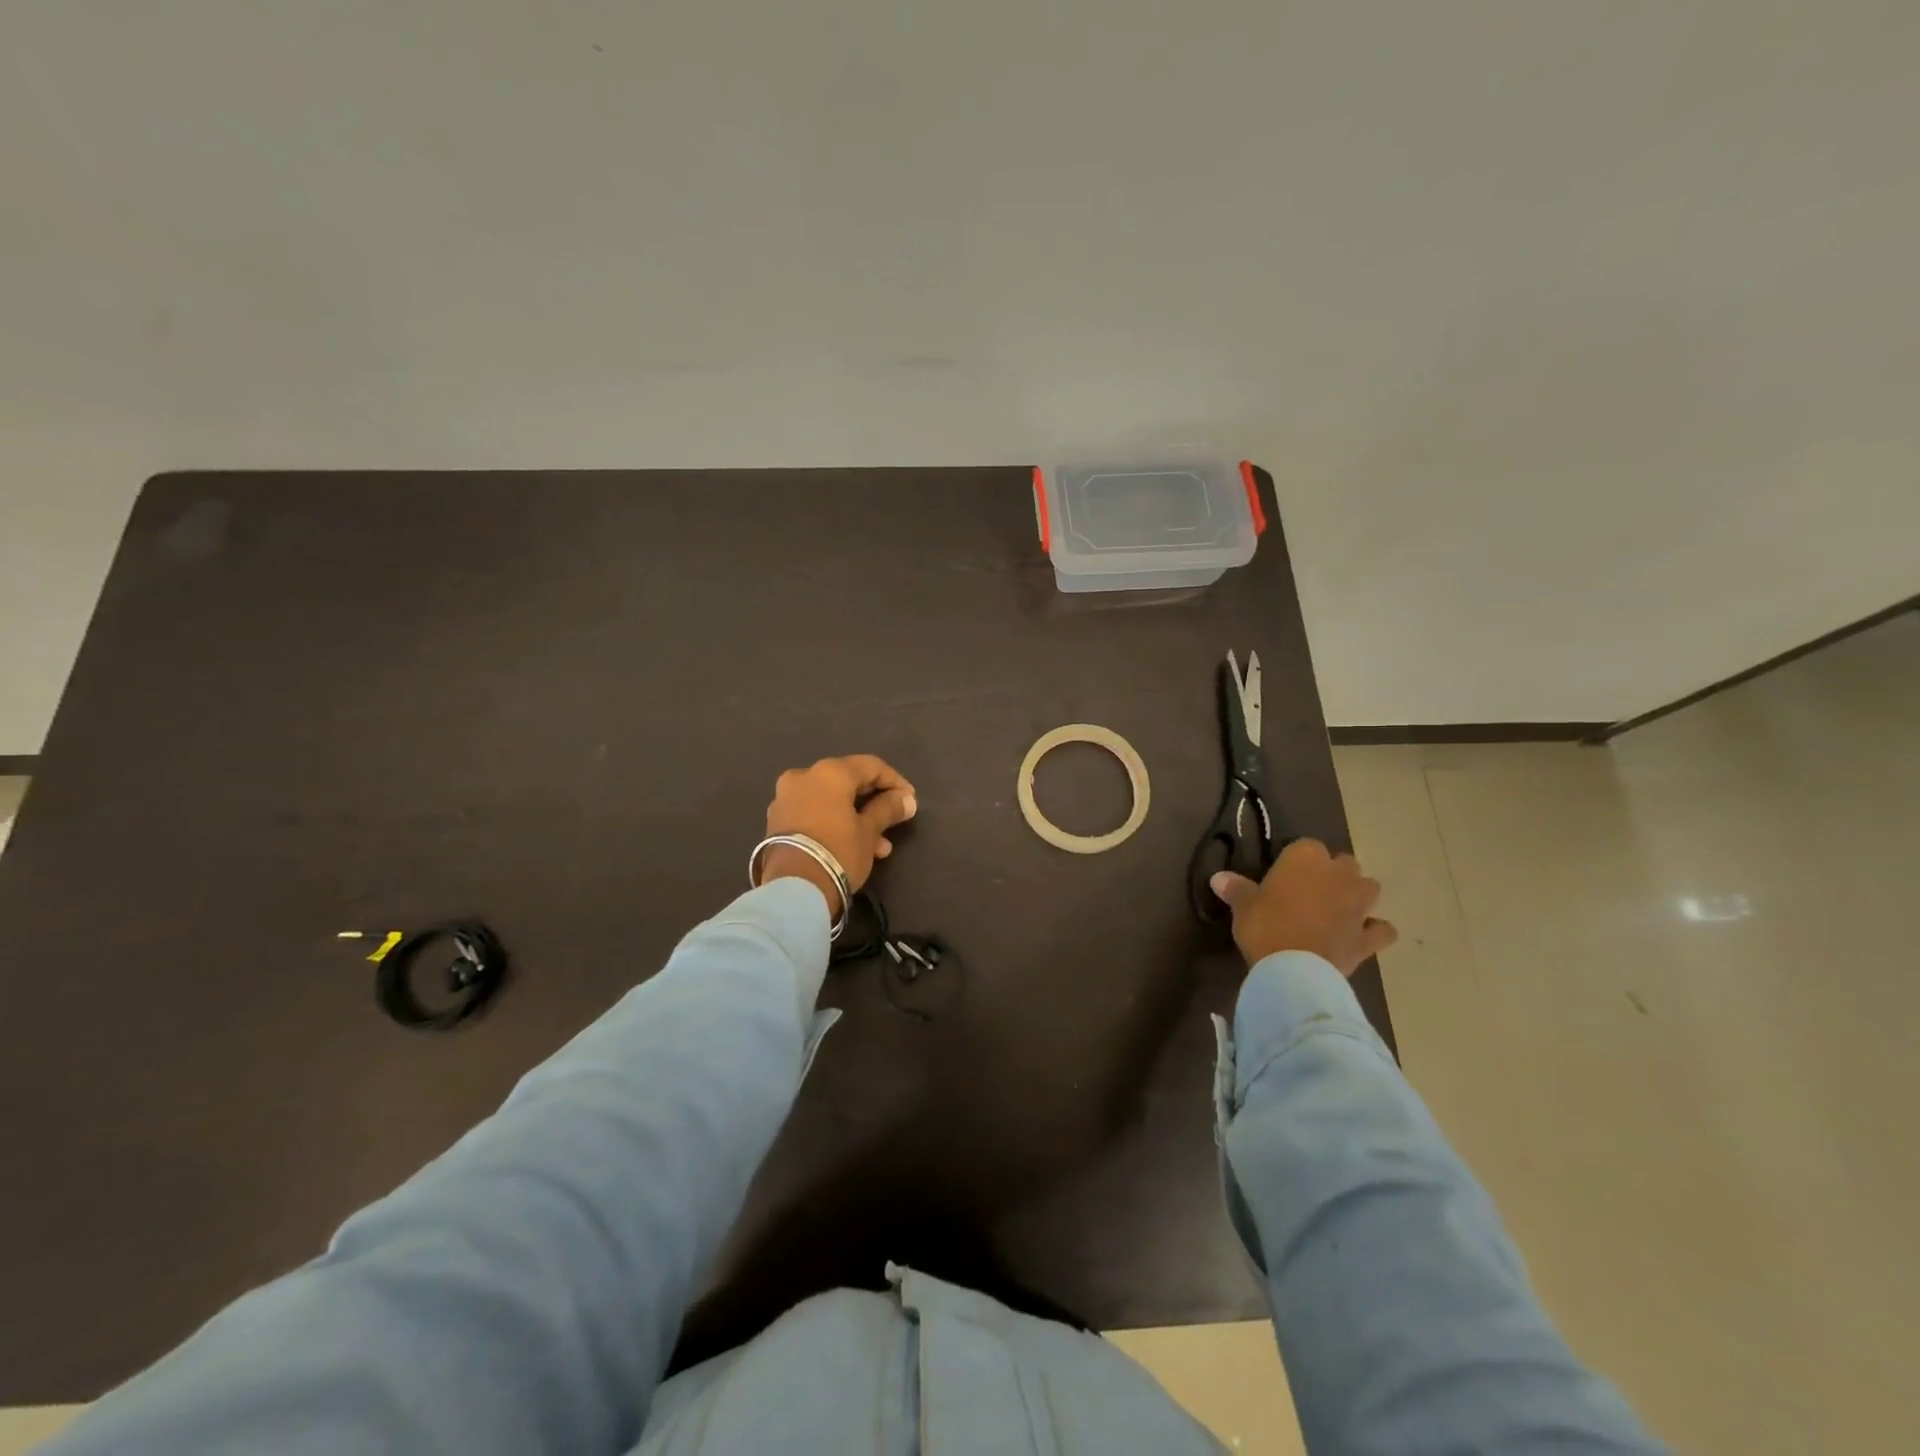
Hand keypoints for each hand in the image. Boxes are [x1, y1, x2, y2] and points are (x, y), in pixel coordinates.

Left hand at [761, 755, 917, 912]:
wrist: (793, 889)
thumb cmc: (838, 852)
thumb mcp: (869, 832)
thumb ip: (888, 809)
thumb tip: (906, 799)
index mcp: (829, 772)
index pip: (870, 766)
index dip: (894, 781)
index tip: (909, 800)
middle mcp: (803, 777)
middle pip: (847, 781)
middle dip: (873, 801)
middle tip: (894, 819)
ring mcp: (785, 799)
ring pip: (830, 800)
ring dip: (856, 817)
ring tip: (880, 845)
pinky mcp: (776, 822)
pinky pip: (814, 813)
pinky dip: (834, 823)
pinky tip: (854, 847)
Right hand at [1210, 838, 1397, 975]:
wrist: (1294, 969)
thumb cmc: (1265, 926)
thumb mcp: (1242, 905)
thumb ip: (1235, 888)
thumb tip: (1217, 878)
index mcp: (1306, 858)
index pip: (1306, 846)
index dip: (1296, 860)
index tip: (1283, 874)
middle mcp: (1339, 875)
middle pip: (1345, 862)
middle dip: (1333, 872)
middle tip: (1311, 890)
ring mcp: (1359, 905)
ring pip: (1369, 887)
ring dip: (1358, 894)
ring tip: (1340, 907)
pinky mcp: (1368, 936)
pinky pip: (1382, 929)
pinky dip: (1376, 930)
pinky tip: (1363, 935)